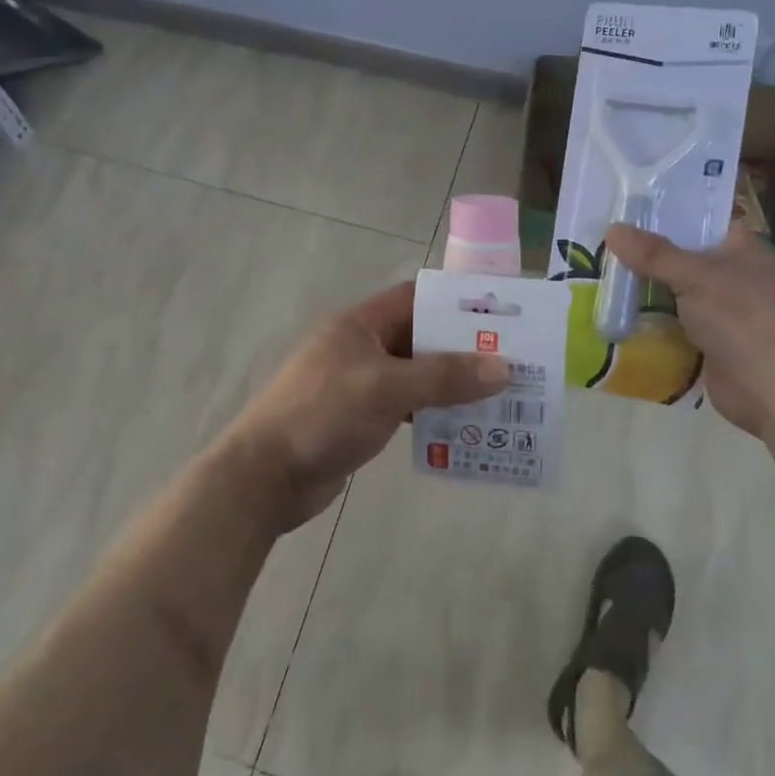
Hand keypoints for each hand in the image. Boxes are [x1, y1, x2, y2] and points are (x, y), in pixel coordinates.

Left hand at [224, 281, 510, 529]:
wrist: (264, 477)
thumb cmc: (322, 415)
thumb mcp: (386, 389)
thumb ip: (443, 377)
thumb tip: (503, 368)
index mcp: (359, 325)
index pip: (414, 298)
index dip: (454, 303)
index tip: (498, 316)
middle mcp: (359, 348)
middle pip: (419, 339)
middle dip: (461, 351)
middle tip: (510, 363)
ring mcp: (357, 385)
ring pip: (414, 376)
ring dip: (449, 387)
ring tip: (497, 398)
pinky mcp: (357, 419)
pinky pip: (404, 407)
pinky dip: (430, 414)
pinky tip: (461, 429)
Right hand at [603, 221, 774, 438]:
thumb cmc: (743, 318)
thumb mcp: (695, 276)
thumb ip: (653, 254)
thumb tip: (613, 229)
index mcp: (742, 250)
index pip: (701, 223)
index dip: (666, 218)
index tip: (626, 216)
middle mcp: (734, 278)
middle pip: (682, 261)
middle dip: (646, 260)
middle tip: (602, 250)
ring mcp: (724, 314)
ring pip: (675, 297)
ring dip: (645, 296)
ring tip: (601, 284)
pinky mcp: (711, 346)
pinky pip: (674, 329)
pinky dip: (651, 327)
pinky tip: (617, 321)